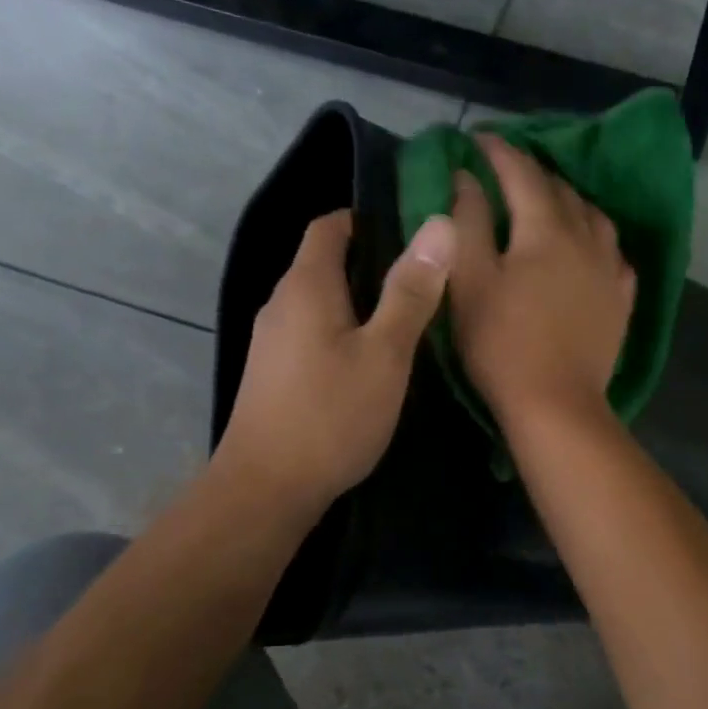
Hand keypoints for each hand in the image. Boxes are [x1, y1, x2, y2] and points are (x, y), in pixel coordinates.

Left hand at [215, 209, 454, 517]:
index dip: (368, 220)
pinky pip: (313, 336)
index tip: (414, 235)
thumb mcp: (384, 353)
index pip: (330, 226)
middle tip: (426, 282)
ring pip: (321, 305)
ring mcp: (273, 343)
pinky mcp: (274, 376)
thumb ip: (411, 292)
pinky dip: (344, 335)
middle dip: (372, 265)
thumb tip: (439, 225)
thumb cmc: (331, 415)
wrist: (268, 488)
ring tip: (408, 323)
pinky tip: (372, 364)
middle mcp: (281, 304)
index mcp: (306, 286)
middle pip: (325, 265)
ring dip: (360, 304)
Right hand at [447, 134, 635, 428]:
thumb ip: (468, 222)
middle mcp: (587, 237)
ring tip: (549, 205)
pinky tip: (589, 249)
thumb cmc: (502, 344)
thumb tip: (466, 177)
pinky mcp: (621, 301)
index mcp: (546, 228)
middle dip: (532, 173)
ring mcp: (611, 270)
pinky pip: (614, 254)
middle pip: (561, 189)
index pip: (521, 172)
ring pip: (594, 217)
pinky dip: (596, 240)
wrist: (556, 404)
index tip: (476, 140)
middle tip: (506, 172)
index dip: (497, 151)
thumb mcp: (471, 281)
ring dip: (569, 202)